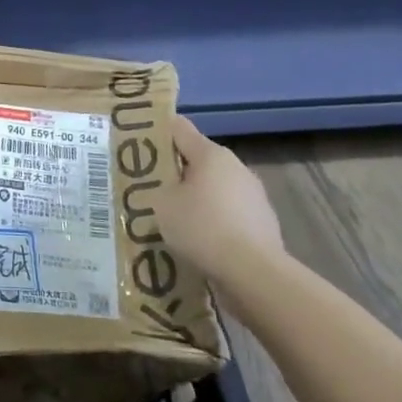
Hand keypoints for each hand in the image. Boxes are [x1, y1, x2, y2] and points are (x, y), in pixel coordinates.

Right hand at [164, 119, 284, 281]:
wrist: (254, 273)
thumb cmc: (202, 228)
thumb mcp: (162, 204)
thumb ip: (159, 187)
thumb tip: (168, 188)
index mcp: (211, 154)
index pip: (179, 128)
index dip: (157, 131)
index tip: (138, 142)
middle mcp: (236, 167)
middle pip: (198, 160)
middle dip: (176, 172)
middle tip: (151, 188)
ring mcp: (254, 195)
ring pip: (215, 189)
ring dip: (196, 199)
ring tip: (173, 220)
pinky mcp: (263, 223)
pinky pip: (229, 214)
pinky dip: (214, 222)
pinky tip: (198, 242)